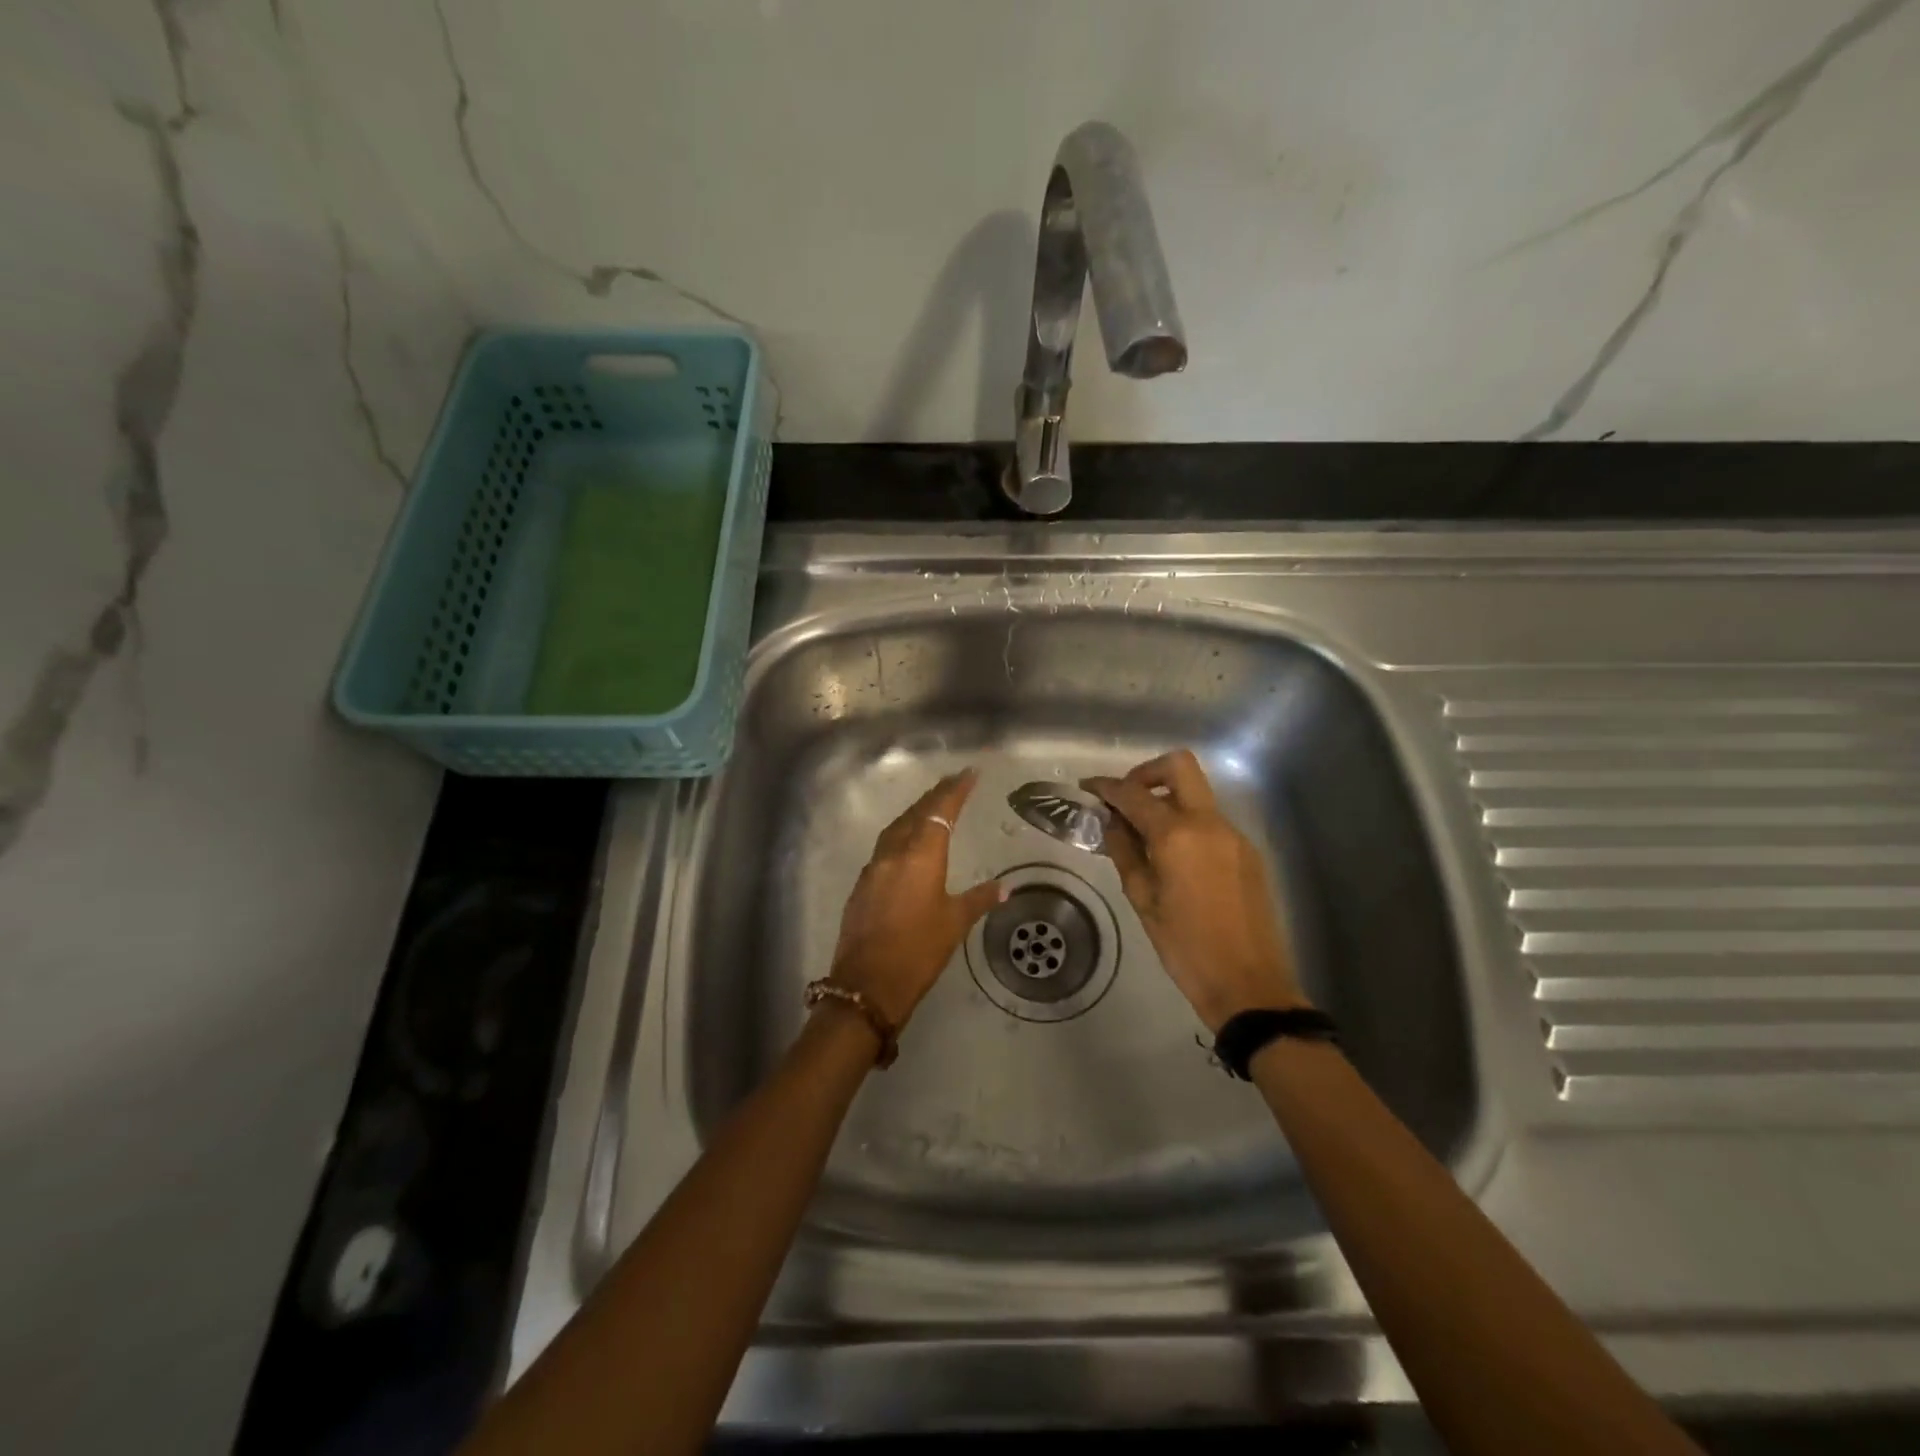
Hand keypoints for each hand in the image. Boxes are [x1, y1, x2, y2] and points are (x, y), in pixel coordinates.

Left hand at [828, 768, 1006, 1030]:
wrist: (867, 984)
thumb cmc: (918, 951)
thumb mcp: (954, 923)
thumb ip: (979, 899)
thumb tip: (1005, 888)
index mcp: (921, 856)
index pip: (941, 811)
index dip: (956, 790)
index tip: (969, 772)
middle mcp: (894, 853)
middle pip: (916, 813)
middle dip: (935, 796)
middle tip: (953, 782)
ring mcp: (873, 868)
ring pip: (896, 828)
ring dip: (915, 813)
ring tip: (932, 806)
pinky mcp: (862, 885)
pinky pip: (884, 847)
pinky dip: (900, 835)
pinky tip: (907, 844)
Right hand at [1085, 749, 1307, 1033]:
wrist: (1249, 983)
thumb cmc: (1185, 947)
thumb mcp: (1143, 900)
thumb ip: (1125, 852)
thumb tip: (1112, 823)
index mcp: (1177, 835)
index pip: (1134, 794)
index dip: (1106, 787)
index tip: (1088, 789)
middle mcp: (1209, 823)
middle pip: (1179, 767)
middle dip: (1146, 773)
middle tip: (1125, 800)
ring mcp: (1234, 835)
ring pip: (1197, 794)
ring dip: (1168, 799)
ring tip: (1145, 834)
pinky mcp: (1248, 852)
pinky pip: (1211, 821)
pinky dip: (1187, 823)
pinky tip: (1174, 857)